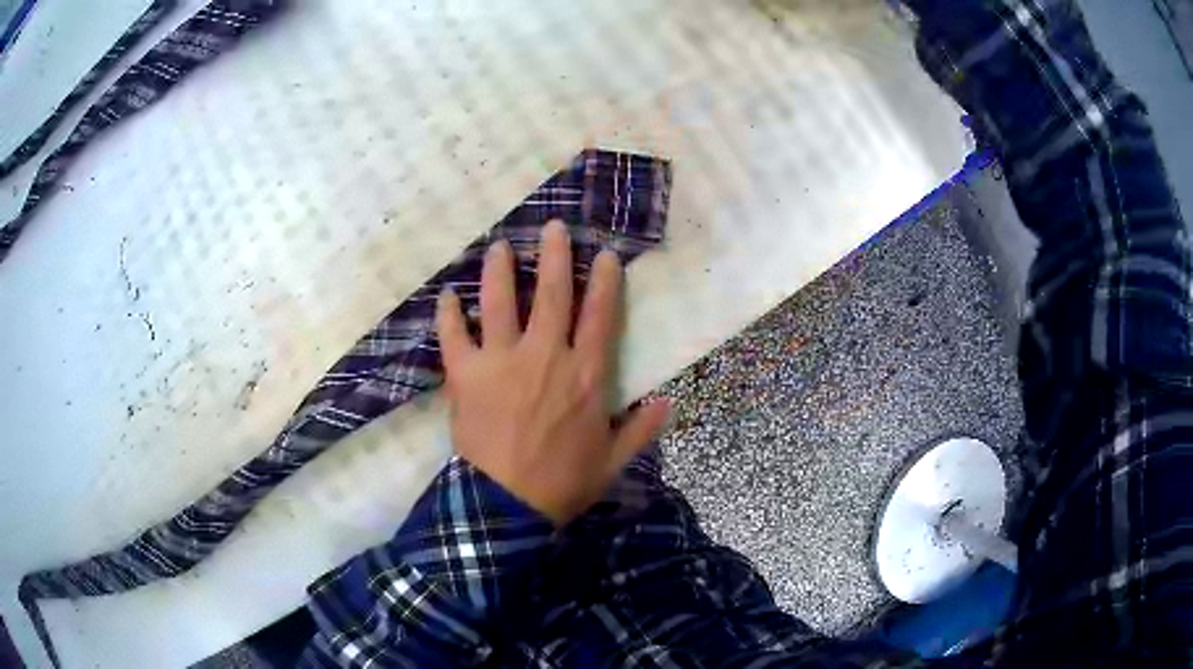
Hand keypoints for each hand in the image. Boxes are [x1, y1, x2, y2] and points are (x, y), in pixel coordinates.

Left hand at [435, 220, 669, 525]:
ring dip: (499, 269)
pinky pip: (454, 334)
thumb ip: (641, 429)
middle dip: (553, 255)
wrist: (508, 506)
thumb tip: (668, 402)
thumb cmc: (563, 483)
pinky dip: (448, 313)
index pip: (600, 315)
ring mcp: (502, 361)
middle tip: (552, 228)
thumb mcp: (613, 461)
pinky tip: (447, 296)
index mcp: (586, 375)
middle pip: (551, 293)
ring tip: (498, 246)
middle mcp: (545, 356)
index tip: (604, 255)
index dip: (604, 281)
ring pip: (500, 301)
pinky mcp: (466, 374)